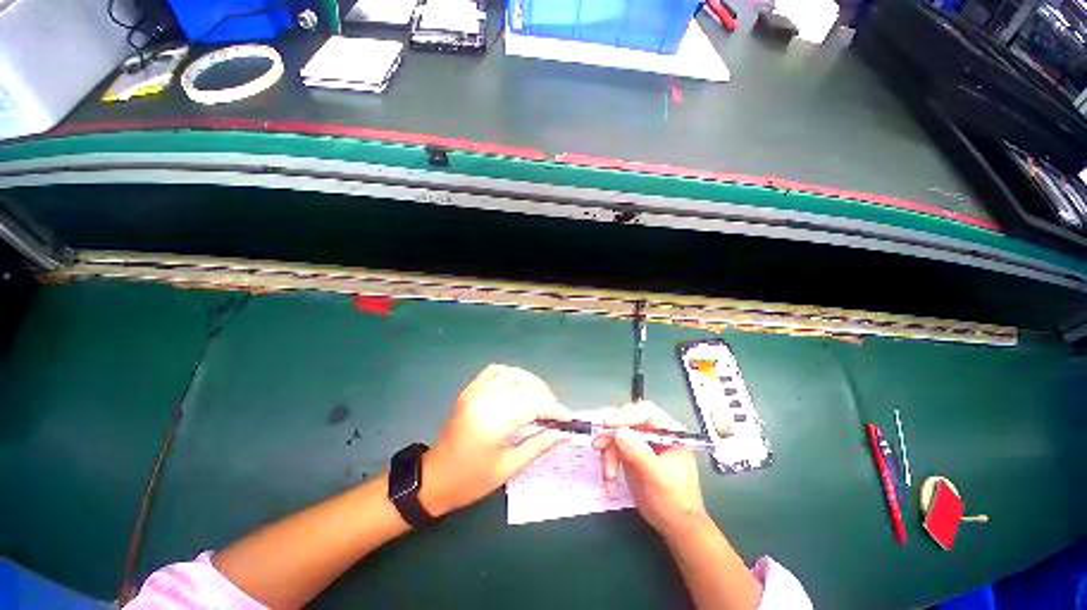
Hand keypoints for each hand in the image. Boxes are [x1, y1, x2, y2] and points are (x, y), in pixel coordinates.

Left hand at [418, 364, 570, 516]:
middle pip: (525, 387)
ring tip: (542, 397)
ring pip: (512, 373)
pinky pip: (494, 371)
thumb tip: (563, 433)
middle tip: (556, 411)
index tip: (568, 417)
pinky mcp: (469, 390)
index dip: (555, 409)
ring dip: (532, 381)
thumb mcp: (509, 468)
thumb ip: (538, 445)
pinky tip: (519, 385)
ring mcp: (474, 392)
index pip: (534, 405)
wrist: (435, 478)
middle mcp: (484, 401)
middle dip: (547, 396)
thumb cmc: (472, 480)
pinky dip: (512, 374)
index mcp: (493, 424)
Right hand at [595, 401, 707, 536]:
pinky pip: (613, 448)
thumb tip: (619, 432)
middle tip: (599, 445)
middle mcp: (655, 432)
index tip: (608, 425)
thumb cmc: (675, 502)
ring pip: (617, 434)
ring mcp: (642, 442)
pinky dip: (608, 462)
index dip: (626, 415)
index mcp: (670, 431)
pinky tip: (610, 481)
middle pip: (628, 419)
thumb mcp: (658, 478)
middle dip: (612, 434)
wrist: (675, 526)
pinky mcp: (631, 452)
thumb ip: (639, 453)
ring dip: (608, 453)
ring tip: (609, 474)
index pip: (646, 412)